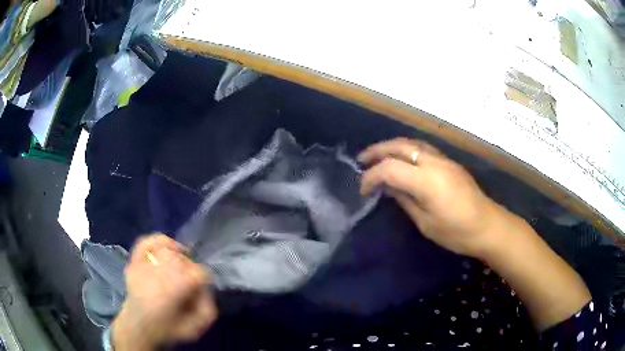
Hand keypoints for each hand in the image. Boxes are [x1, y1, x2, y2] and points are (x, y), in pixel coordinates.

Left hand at [112, 235, 217, 350]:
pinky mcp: (134, 261)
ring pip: (167, 250)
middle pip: (182, 260)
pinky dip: (158, 240)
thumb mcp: (196, 328)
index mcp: (174, 290)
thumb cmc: (167, 328)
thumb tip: (206, 289)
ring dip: (177, 257)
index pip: (198, 272)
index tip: (203, 289)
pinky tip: (167, 248)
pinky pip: (146, 241)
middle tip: (190, 282)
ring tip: (179, 266)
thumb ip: (208, 309)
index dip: (205, 279)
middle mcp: (158, 272)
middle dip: (190, 269)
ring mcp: (143, 265)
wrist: (137, 327)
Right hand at [358, 138, 507, 258]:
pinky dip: (406, 150)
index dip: (372, 177)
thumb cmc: (457, 232)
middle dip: (377, 150)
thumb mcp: (426, 223)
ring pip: (412, 143)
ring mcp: (444, 159)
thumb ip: (405, 200)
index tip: (363, 190)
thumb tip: (390, 188)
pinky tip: (401, 160)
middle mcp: (434, 162)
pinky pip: (423, 148)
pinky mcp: (450, 162)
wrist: (488, 225)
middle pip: (400, 146)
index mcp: (426, 181)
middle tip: (361, 160)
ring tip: (377, 156)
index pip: (390, 169)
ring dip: (391, 146)